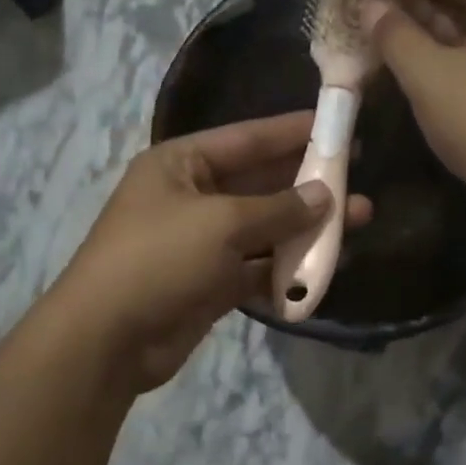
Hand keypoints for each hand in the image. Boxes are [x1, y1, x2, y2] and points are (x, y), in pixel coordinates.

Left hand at [54, 113, 371, 390]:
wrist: (108, 339)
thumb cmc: (160, 259)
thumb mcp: (222, 223)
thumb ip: (279, 208)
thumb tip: (325, 196)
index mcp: (182, 165)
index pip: (247, 138)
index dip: (292, 131)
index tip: (336, 125)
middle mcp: (192, 197)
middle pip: (260, 183)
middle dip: (307, 184)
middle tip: (356, 179)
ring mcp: (201, 243)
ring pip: (264, 229)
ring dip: (305, 229)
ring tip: (356, 223)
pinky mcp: (211, 283)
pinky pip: (257, 268)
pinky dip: (286, 270)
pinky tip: (322, 270)